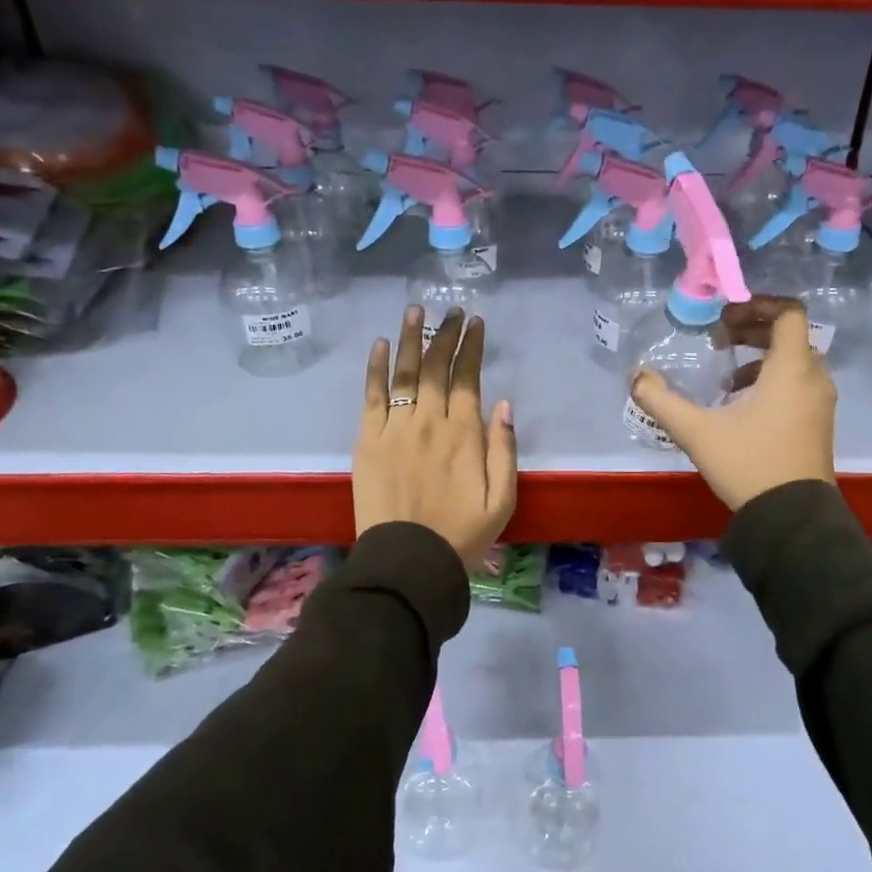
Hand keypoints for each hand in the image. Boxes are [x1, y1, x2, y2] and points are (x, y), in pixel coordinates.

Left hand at [354, 306, 517, 569]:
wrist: (407, 561)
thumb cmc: (461, 534)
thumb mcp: (502, 499)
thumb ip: (504, 450)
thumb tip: (503, 405)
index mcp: (464, 434)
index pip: (467, 378)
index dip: (472, 348)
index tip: (476, 323)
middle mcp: (429, 421)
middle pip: (436, 367)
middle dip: (446, 334)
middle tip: (453, 311)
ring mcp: (395, 427)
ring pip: (404, 372)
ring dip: (410, 338)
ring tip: (415, 310)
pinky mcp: (368, 439)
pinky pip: (372, 395)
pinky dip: (376, 368)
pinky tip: (381, 344)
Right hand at [630, 298, 835, 511]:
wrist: (792, 517)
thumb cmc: (748, 464)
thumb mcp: (696, 431)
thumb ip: (661, 400)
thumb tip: (636, 376)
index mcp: (791, 369)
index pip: (789, 313)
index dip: (757, 305)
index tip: (726, 317)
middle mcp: (813, 378)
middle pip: (790, 334)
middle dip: (753, 330)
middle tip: (719, 340)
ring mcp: (821, 402)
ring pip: (795, 360)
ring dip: (762, 357)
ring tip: (726, 377)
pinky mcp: (819, 423)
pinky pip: (799, 383)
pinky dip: (774, 379)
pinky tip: (743, 405)